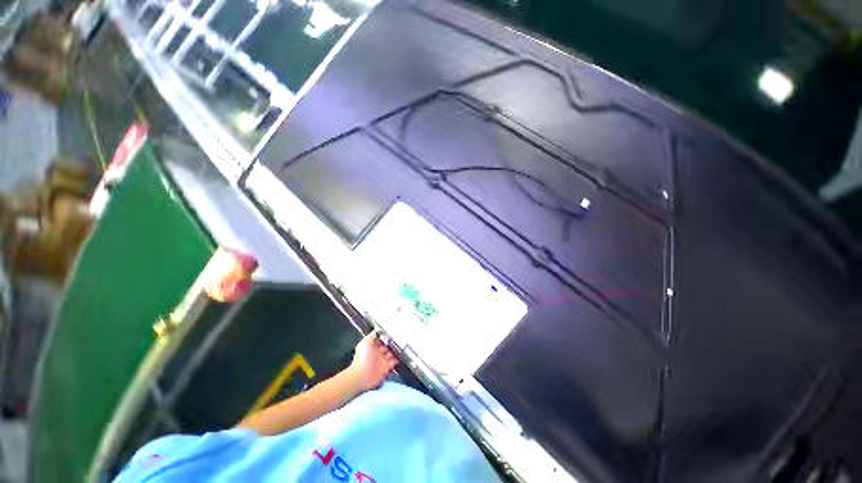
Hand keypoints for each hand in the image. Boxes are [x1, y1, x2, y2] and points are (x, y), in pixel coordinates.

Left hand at [347, 332, 397, 391]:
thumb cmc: (362, 358)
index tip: (393, 332)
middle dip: (393, 343)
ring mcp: (382, 360)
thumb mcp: (365, 342)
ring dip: (396, 351)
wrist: (361, 375)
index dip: (387, 336)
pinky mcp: (386, 368)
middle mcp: (378, 352)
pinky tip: (399, 356)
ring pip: (392, 353)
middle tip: (399, 339)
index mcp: (373, 346)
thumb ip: (372, 335)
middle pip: (388, 346)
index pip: (382, 339)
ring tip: (401, 347)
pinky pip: (394, 362)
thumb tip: (378, 329)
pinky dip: (397, 359)